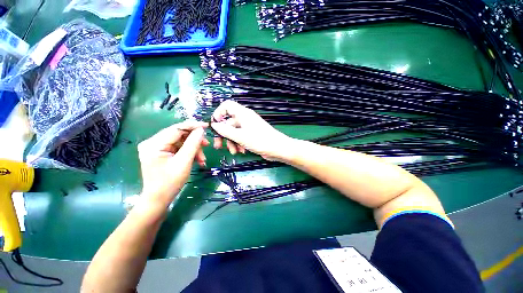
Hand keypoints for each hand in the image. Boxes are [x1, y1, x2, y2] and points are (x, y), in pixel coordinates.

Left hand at [137, 121, 208, 206]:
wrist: (158, 199)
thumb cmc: (170, 182)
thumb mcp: (184, 162)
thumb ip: (193, 144)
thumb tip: (201, 130)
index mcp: (154, 144)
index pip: (176, 129)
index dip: (193, 126)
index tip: (207, 126)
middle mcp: (152, 142)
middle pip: (179, 135)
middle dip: (195, 141)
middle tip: (207, 146)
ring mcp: (156, 147)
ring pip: (181, 141)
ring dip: (194, 149)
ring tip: (202, 159)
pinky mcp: (161, 152)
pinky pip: (179, 147)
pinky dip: (189, 153)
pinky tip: (197, 160)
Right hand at [211, 101, 292, 160]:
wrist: (277, 148)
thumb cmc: (260, 140)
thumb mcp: (240, 136)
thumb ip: (225, 131)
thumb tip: (214, 125)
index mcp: (243, 114)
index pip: (227, 106)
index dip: (218, 113)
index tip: (214, 126)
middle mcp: (245, 118)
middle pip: (229, 123)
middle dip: (223, 135)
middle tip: (218, 146)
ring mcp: (248, 127)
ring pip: (234, 132)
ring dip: (231, 142)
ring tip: (234, 152)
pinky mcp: (251, 135)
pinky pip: (241, 137)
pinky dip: (239, 144)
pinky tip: (241, 151)